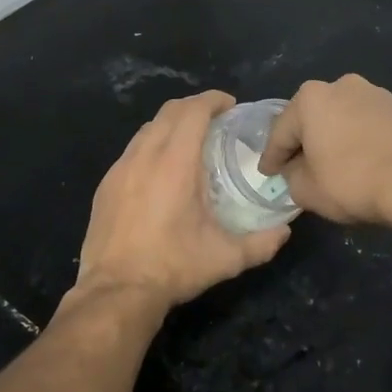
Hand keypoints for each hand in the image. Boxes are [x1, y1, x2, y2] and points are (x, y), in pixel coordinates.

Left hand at [74, 91, 289, 312]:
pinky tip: (160, 173)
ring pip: (147, 129)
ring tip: (189, 143)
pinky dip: (151, 147)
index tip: (230, 106)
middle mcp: (145, 156)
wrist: (116, 291)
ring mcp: (120, 169)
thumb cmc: (173, 267)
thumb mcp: (226, 258)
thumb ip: (262, 243)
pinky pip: (131, 151)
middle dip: (194, 107)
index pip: (193, 110)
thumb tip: (285, 231)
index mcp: (175, 163)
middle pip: (169, 111)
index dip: (213, 100)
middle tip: (216, 121)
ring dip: (171, 126)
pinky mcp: (106, 185)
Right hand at [257, 75, 391, 226]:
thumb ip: (291, 176)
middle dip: (304, 141)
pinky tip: (364, 162)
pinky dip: (362, 140)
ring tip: (333, 164)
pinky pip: (370, 126)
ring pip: (344, 119)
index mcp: (311, 98)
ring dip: (335, 138)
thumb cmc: (351, 182)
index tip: (267, 173)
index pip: (281, 132)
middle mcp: (342, 85)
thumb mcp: (306, 190)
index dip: (272, 156)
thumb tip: (296, 170)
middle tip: (297, 166)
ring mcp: (377, 94)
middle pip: (313, 118)